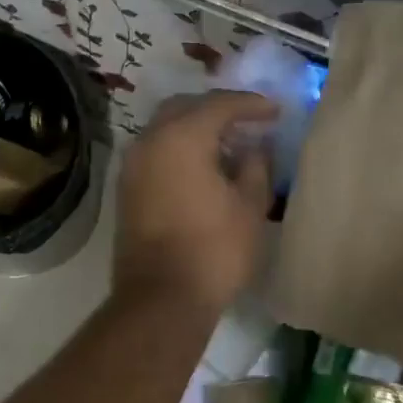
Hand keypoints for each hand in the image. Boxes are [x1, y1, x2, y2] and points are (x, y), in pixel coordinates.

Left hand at [112, 91, 278, 313]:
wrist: (161, 298)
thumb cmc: (214, 250)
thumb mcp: (250, 206)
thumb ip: (256, 166)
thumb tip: (254, 148)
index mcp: (181, 137)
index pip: (219, 104)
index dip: (251, 104)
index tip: (276, 111)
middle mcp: (149, 141)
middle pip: (184, 108)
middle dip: (217, 109)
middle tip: (248, 121)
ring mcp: (132, 166)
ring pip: (165, 129)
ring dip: (195, 129)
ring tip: (229, 145)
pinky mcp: (127, 189)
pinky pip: (156, 152)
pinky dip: (179, 149)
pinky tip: (204, 167)